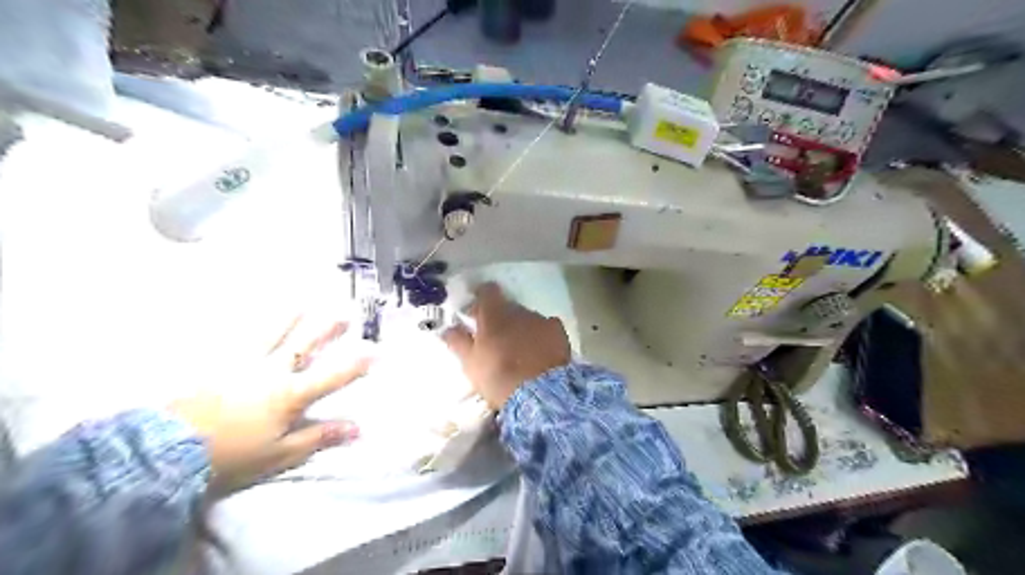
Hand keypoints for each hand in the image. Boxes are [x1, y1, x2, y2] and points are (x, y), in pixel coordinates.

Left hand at [169, 313, 370, 495]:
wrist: (165, 452)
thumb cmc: (231, 456)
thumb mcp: (280, 454)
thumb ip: (318, 437)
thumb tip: (357, 428)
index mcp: (290, 394)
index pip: (332, 376)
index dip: (356, 364)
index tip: (376, 351)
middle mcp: (271, 372)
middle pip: (303, 345)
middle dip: (326, 329)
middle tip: (343, 314)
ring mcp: (242, 365)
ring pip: (270, 334)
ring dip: (289, 318)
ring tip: (301, 303)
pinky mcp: (216, 366)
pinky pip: (238, 340)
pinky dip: (250, 327)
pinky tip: (252, 317)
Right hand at [443, 284, 568, 408]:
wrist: (541, 394)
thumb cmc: (498, 377)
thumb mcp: (470, 364)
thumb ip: (458, 342)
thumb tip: (447, 328)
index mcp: (494, 314)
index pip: (487, 291)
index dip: (481, 298)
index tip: (477, 312)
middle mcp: (518, 310)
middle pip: (508, 306)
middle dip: (501, 318)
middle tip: (496, 339)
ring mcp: (541, 320)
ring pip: (527, 318)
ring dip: (521, 327)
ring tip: (520, 350)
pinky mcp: (559, 332)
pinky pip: (546, 327)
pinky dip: (541, 335)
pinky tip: (540, 351)